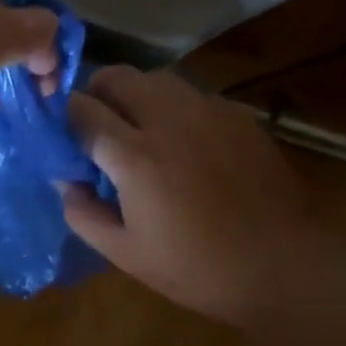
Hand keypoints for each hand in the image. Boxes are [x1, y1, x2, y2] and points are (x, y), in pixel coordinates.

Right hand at [61, 67, 312, 325]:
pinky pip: (192, 95)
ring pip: (156, 78)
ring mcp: (209, 112)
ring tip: (139, 132)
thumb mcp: (125, 254)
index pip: (82, 111)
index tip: (64, 138)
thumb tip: (66, 180)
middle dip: (97, 95)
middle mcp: (170, 119)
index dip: (64, 120)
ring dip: (135, 96)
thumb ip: (83, 214)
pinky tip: (184, 144)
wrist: (282, 265)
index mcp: (135, 156)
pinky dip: (174, 109)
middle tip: (98, 130)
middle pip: (117, 77)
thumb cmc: (196, 268)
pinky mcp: (238, 116)